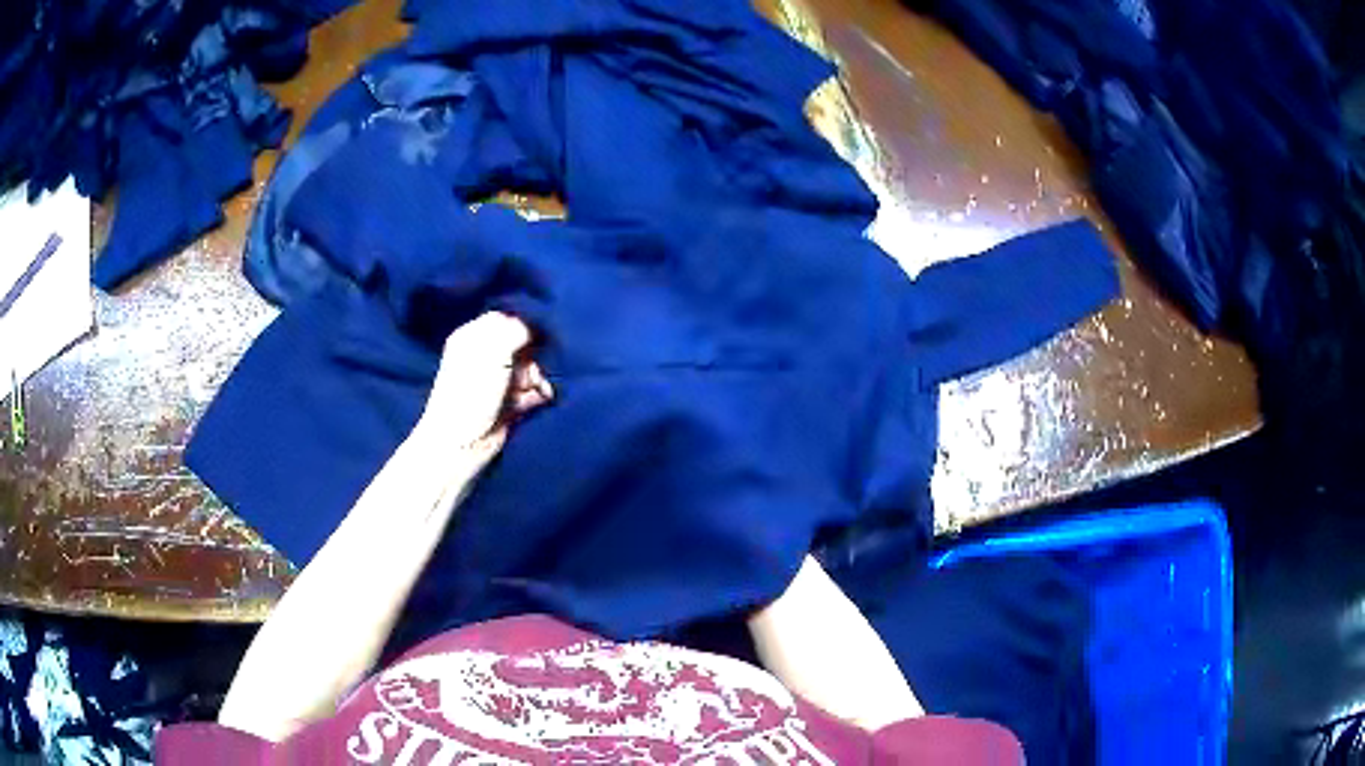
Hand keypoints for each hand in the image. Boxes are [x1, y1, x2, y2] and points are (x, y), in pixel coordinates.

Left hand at [419, 312, 553, 464]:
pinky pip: (532, 390)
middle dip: (533, 357)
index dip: (523, 328)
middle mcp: (482, 356)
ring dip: (537, 378)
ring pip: (529, 368)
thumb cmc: (472, 393)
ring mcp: (495, 380)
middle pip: (521, 345)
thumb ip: (516, 329)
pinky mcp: (507, 402)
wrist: (463, 444)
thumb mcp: (493, 350)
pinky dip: (538, 394)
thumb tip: (533, 329)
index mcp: (471, 337)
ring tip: (534, 390)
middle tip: (528, 371)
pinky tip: (539, 400)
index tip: (534, 339)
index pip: (505, 319)